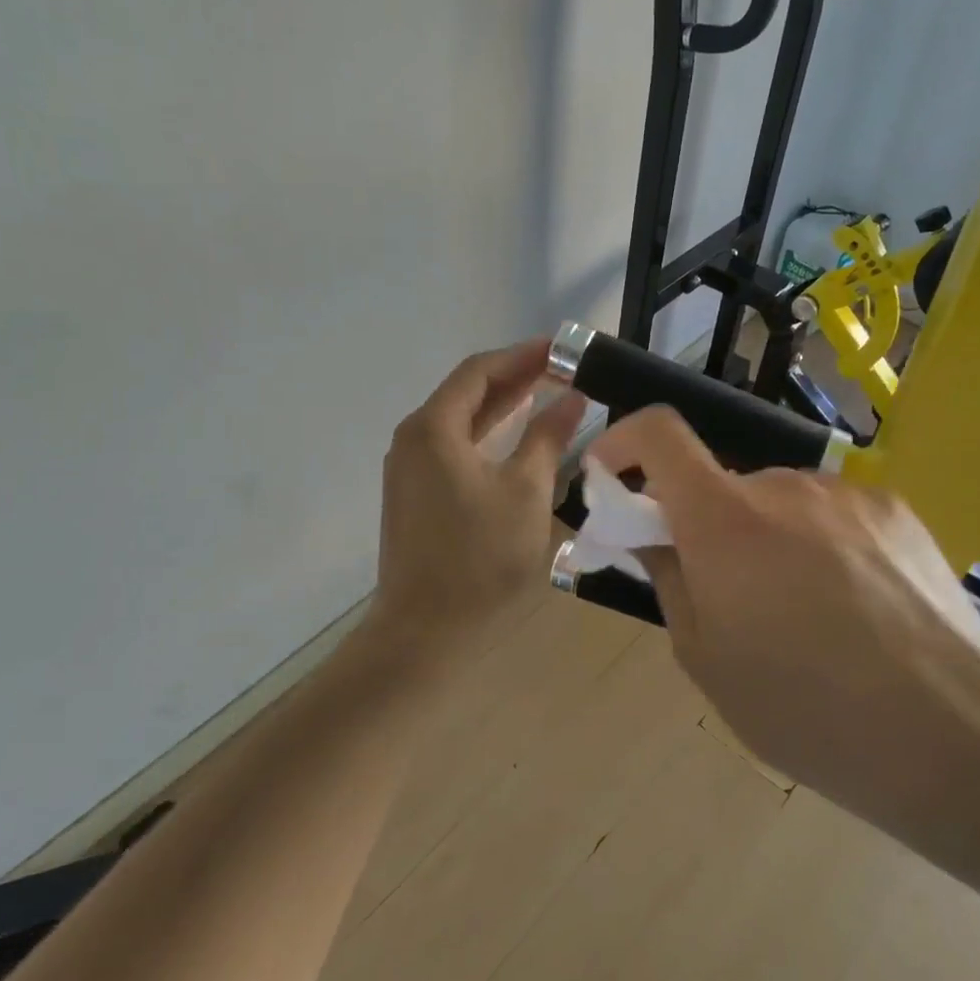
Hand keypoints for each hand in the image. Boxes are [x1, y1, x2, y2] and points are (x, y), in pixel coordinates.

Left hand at [372, 340, 585, 659]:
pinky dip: (486, 437)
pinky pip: (452, 449)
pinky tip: (514, 441)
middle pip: (466, 393)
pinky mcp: (413, 495)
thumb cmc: (481, 558)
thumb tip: (571, 398)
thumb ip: (547, 438)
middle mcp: (413, 438)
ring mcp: (408, 468)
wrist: (425, 631)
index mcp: (434, 428)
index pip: (480, 371)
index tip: (562, 349)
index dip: (522, 356)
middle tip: (561, 371)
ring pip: (459, 422)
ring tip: (545, 396)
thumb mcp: (526, 492)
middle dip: (513, 379)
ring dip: (501, 408)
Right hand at [590, 407, 979, 887]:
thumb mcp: (706, 660)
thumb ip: (669, 580)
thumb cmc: (807, 710)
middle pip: (721, 484)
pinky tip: (854, 605)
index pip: (660, 433)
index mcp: (724, 520)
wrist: (955, 735)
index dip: (625, 440)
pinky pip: (830, 512)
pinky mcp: (895, 509)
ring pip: (777, 501)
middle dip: (705, 525)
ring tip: (803, 612)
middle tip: (726, 593)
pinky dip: (817, 541)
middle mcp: (784, 485)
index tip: (613, 476)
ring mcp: (847, 493)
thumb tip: (655, 538)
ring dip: (765, 536)